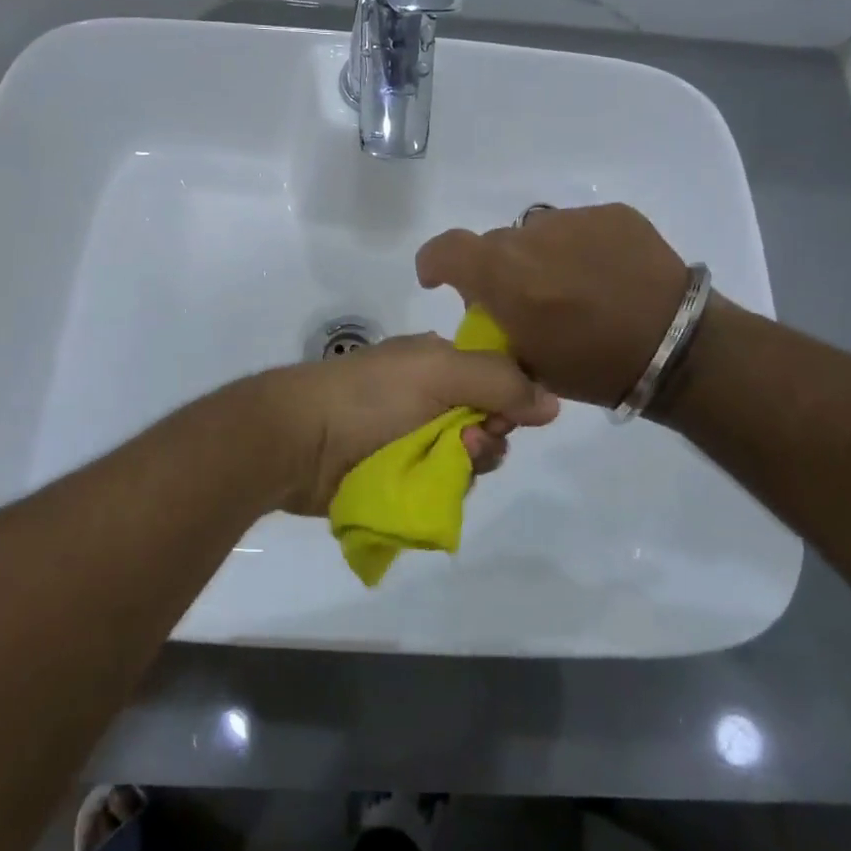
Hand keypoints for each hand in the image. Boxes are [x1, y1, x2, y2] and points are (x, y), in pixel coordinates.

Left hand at [255, 334, 559, 517]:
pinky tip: (430, 489)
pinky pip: (441, 485)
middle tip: (470, 444)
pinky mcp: (398, 475)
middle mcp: (428, 396)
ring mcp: (411, 437)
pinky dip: (443, 487)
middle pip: (487, 422)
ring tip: (443, 468)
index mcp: (436, 361)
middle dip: (488, 437)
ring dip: (467, 465)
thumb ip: (499, 381)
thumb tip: (553, 402)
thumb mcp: (438, 372)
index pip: (497, 377)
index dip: (511, 398)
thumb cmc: (369, 396)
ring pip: (467, 458)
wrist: (298, 440)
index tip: (507, 417)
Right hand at [417, 204, 691, 407]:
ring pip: (537, 234)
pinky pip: (577, 227)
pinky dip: (578, 249)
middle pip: (495, 245)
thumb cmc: (593, 366)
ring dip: (540, 257)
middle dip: (499, 270)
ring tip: (573, 288)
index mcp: (503, 274)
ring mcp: (574, 220)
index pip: (446, 249)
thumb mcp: (525, 360)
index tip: (439, 280)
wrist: (676, 348)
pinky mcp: (613, 214)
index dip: (435, 263)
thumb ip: (493, 325)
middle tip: (527, 300)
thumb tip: (485, 303)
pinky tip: (605, 276)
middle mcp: (531, 237)